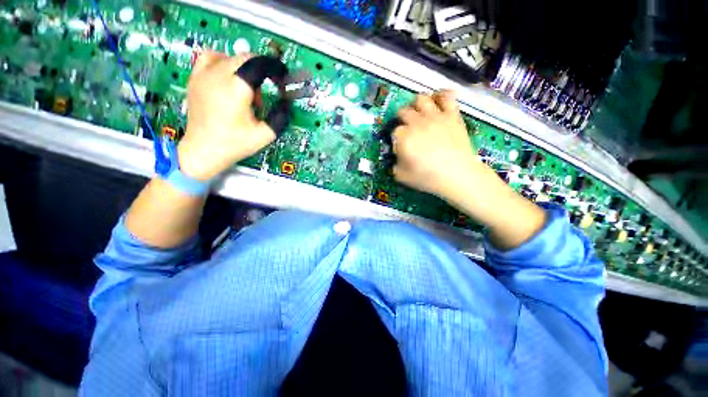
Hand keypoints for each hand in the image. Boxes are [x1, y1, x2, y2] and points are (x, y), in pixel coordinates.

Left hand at [177, 51, 275, 180]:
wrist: (203, 149)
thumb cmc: (234, 144)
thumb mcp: (265, 135)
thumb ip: (280, 117)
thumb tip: (287, 103)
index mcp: (237, 90)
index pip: (259, 65)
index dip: (275, 69)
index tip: (282, 78)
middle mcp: (219, 76)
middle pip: (246, 58)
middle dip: (263, 69)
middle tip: (270, 86)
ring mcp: (204, 75)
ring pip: (231, 56)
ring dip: (246, 67)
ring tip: (249, 86)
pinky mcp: (195, 78)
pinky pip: (211, 57)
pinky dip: (224, 61)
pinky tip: (229, 75)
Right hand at [392, 90, 481, 198]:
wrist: (457, 174)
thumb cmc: (427, 177)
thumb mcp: (401, 176)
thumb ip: (394, 165)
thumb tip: (396, 156)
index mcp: (403, 137)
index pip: (394, 131)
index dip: (396, 138)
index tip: (401, 146)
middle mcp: (416, 123)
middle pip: (404, 112)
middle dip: (402, 119)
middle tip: (406, 128)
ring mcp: (435, 116)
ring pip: (421, 99)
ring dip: (416, 104)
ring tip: (419, 112)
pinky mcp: (451, 115)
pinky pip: (447, 96)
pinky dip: (441, 95)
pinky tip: (438, 100)